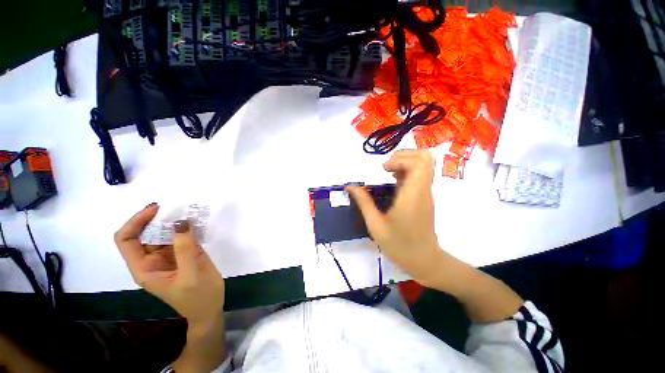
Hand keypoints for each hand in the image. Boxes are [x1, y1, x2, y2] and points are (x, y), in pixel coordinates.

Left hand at [114, 204, 224, 326]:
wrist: (210, 308)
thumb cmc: (198, 297)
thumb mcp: (191, 275)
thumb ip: (185, 249)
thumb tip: (181, 222)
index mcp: (145, 268)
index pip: (127, 240)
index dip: (136, 222)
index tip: (156, 209)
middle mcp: (152, 259)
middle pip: (144, 233)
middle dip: (156, 218)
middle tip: (175, 207)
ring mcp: (168, 256)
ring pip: (163, 233)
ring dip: (172, 221)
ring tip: (188, 210)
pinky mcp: (183, 254)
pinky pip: (180, 236)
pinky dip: (186, 226)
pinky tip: (196, 221)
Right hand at [347, 150, 445, 284]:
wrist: (425, 261)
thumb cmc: (399, 246)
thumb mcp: (376, 225)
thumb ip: (363, 202)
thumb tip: (350, 186)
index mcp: (413, 195)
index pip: (419, 163)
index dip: (400, 159)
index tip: (384, 169)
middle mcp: (423, 190)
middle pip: (425, 158)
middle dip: (404, 155)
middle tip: (386, 166)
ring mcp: (426, 193)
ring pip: (425, 165)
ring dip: (405, 162)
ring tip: (388, 172)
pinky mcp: (425, 197)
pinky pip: (421, 175)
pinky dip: (407, 172)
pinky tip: (394, 183)